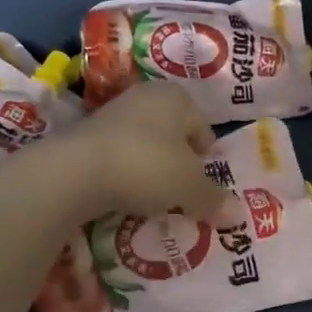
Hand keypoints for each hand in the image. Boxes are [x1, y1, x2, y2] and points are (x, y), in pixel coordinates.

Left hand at [48, 83, 239, 224]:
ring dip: (150, 170)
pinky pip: (118, 157)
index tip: (200, 187)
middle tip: (179, 194)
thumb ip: (213, 199)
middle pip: (174, 136)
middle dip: (178, 164)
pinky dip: (124, 174)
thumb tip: (237, 214)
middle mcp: (146, 96)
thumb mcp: (190, 187)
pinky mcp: (85, 135)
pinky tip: (122, 195)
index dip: (205, 161)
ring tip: (150, 199)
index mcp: (177, 97)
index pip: (203, 129)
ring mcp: (112, 113)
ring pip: (145, 146)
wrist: (75, 171)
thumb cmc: (147, 166)